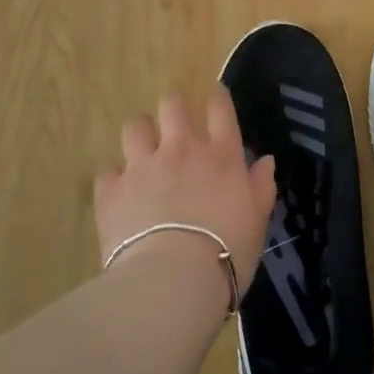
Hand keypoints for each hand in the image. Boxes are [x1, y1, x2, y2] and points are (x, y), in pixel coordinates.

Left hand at [93, 86, 276, 290]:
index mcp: (221, 155)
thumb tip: (265, 161)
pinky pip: (108, 172)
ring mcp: (142, 166)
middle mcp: (181, 150)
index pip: (219, 108)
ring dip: (140, 134)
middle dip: (173, 105)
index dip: (216, 96)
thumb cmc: (228, 252)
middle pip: (172, 105)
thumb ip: (261, 187)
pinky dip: (115, 180)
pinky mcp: (111, 190)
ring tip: (142, 150)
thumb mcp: (258, 221)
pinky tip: (120, 195)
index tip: (214, 94)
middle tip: (174, 120)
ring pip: (135, 127)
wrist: (174, 278)